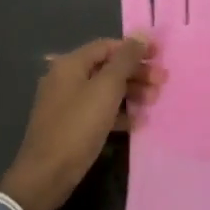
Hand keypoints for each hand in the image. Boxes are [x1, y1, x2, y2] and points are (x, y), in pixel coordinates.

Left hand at [0, 37, 159, 209]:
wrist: (47, 173)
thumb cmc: (78, 126)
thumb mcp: (106, 89)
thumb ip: (125, 60)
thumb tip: (142, 35)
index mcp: (70, 64)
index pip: (107, 46)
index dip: (134, 48)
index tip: (160, 56)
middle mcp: (65, 79)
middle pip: (107, 68)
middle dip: (136, 73)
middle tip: (162, 83)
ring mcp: (66, 104)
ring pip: (104, 91)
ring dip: (131, 93)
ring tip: (154, 102)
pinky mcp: (71, 126)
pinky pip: (99, 111)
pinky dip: (118, 113)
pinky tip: (137, 122)